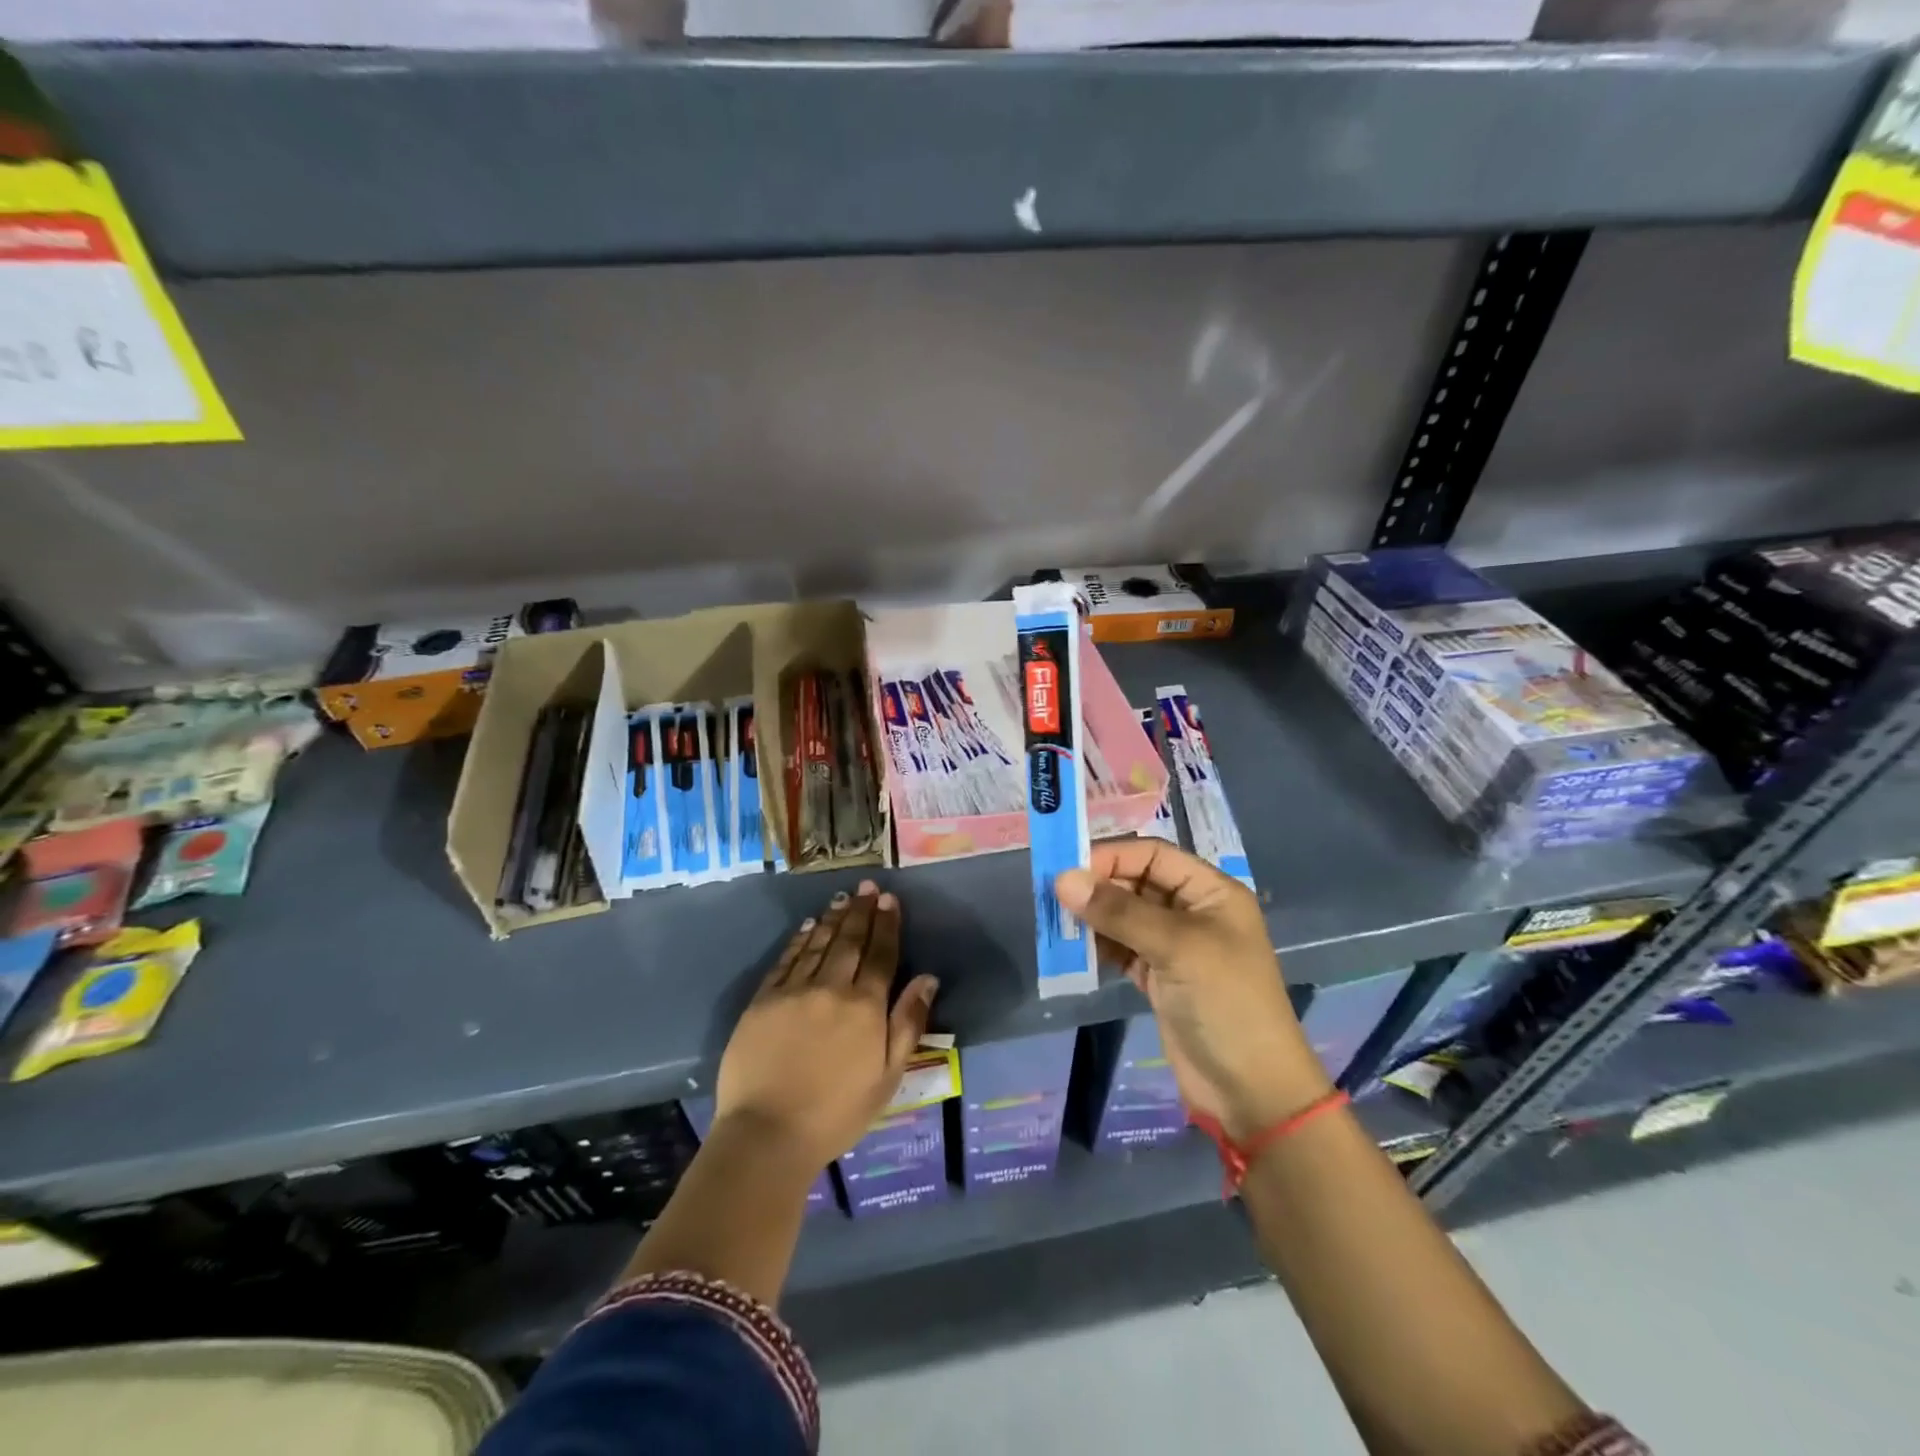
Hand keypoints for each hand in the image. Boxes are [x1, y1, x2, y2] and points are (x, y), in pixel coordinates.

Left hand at [716, 879, 939, 1174]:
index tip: (890, 899)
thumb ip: (908, 1022)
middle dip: (862, 911)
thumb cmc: (837, 1112)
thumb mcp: (887, 1076)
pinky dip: (800, 939)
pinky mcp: (763, 1000)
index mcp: (865, 1006)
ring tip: (844, 898)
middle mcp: (831, 988)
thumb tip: (927, 978)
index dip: (887, 924)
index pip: (881, 954)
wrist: (767, 1134)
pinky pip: (786, 960)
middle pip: (850, 941)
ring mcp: (794, 991)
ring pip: (819, 944)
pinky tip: (809, 926)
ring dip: (834, 919)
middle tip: (868, 886)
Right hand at [1057, 841, 1328, 1140]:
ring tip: (1058, 923)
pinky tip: (1075, 950)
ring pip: (1125, 917)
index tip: (1068, 869)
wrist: (1251, 1091)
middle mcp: (1193, 912)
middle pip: (1136, 883)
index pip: (1154, 856)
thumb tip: (1063, 879)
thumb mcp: (1176, 947)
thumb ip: (1119, 912)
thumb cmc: (1225, 1003)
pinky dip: (1099, 947)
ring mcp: (1175, 947)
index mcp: (1211, 892)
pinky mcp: (1159, 978)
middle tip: (1054, 897)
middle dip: (1098, 887)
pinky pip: (1121, 949)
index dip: (1112, 857)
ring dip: (1094, 917)